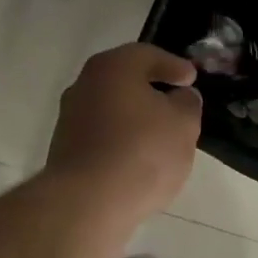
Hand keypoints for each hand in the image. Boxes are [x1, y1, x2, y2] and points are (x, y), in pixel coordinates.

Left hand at [46, 43, 202, 220]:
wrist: (87, 202)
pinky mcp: (65, 149)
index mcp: (112, 67)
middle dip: (152, 90)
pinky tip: (138, 158)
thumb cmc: (142, 151)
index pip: (148, 55)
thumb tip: (180, 97)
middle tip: (177, 103)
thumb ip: (187, 103)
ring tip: (161, 135)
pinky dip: (121, 139)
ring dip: (135, 117)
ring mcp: (70, 117)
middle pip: (125, 80)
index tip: (192, 79)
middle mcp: (84, 84)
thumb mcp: (183, 124)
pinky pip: (102, 135)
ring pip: (112, 108)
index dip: (174, 66)